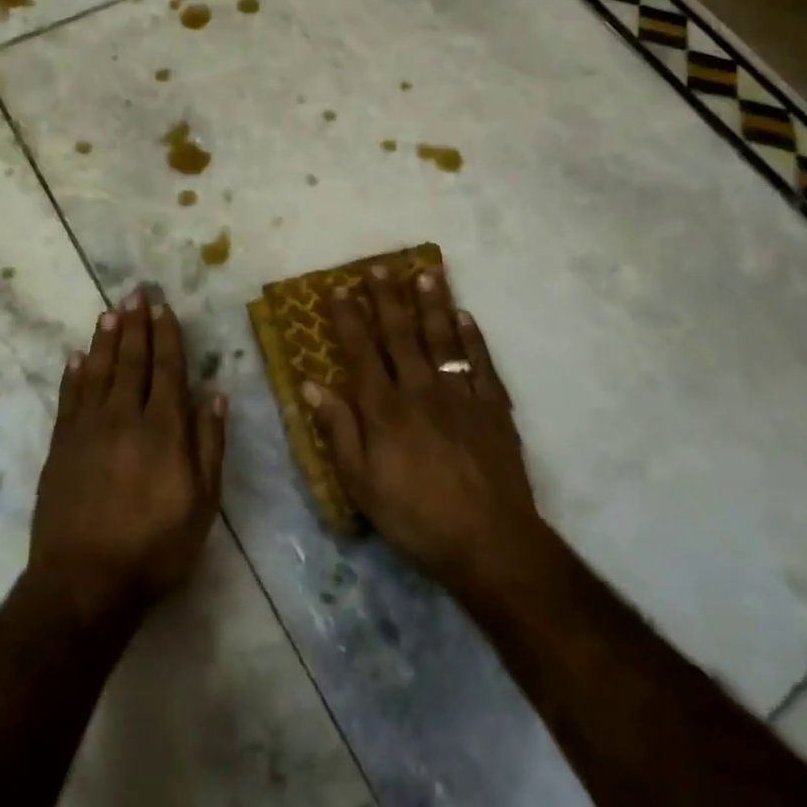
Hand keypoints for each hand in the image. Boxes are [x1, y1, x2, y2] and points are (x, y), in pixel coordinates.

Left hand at [28, 289, 226, 621]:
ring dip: (105, 340)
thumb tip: (216, 395)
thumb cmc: (155, 547)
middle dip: (135, 325)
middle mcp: (125, 418)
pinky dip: (74, 374)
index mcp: (163, 430)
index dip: (167, 336)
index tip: (164, 308)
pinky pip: (69, 398)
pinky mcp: (61, 447)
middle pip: (132, 361)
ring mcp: (88, 430)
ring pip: (98, 372)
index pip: (167, 370)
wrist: (84, 583)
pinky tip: (77, 356)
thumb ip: (209, 445)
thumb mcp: (202, 504)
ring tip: (110, 312)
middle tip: (136, 293)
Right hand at [304, 267, 547, 601]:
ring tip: (426, 272)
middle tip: (380, 267)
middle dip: (387, 298)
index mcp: (384, 408)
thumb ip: (339, 430)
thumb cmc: (415, 517)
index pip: (361, 351)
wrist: (488, 540)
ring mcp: (460, 393)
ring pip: (442, 337)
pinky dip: (472, 336)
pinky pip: (480, 361)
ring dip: (432, 303)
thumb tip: (313, 385)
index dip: (350, 318)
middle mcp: (420, 389)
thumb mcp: (361, 484)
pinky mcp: (493, 405)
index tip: (341, 289)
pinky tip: (465, 316)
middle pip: (400, 334)